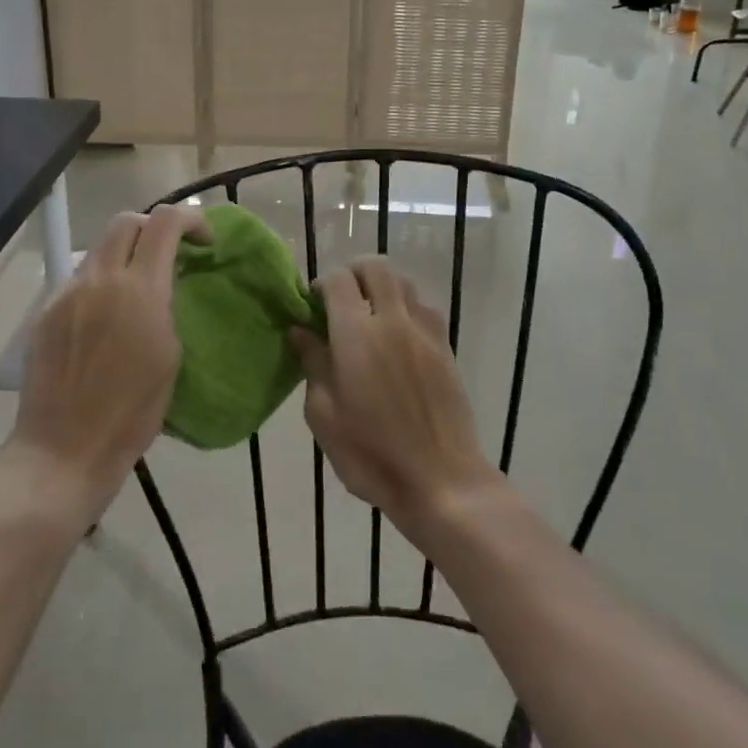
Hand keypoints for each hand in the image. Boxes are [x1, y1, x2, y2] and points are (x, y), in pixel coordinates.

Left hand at [11, 205, 207, 522]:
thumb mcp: (170, 356)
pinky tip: (103, 319)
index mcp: (139, 289)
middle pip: (126, 221)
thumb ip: (166, 306)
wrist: (63, 449)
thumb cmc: (131, 413)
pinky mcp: (45, 312)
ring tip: (136, 289)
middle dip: (154, 227)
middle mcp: (100, 279)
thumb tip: (162, 285)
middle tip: (169, 254)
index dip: (191, 219)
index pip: (164, 221)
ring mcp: (67, 293)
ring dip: (124, 256)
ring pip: (99, 250)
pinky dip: (100, 284)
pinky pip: (78, 280)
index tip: (204, 241)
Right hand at [290, 259, 498, 531]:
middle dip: (353, 273)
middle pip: (375, 267)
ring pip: (403, 282)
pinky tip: (398, 338)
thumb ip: (312, 364)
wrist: (441, 480)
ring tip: (369, 317)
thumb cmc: (371, 453)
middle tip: (339, 301)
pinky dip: (406, 308)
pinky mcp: (445, 348)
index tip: (311, 307)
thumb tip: (301, 331)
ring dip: (382, 288)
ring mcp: (424, 332)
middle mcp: (393, 320)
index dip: (321, 284)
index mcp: (357, 334)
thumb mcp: (324, 415)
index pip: (338, 279)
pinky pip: (424, 308)